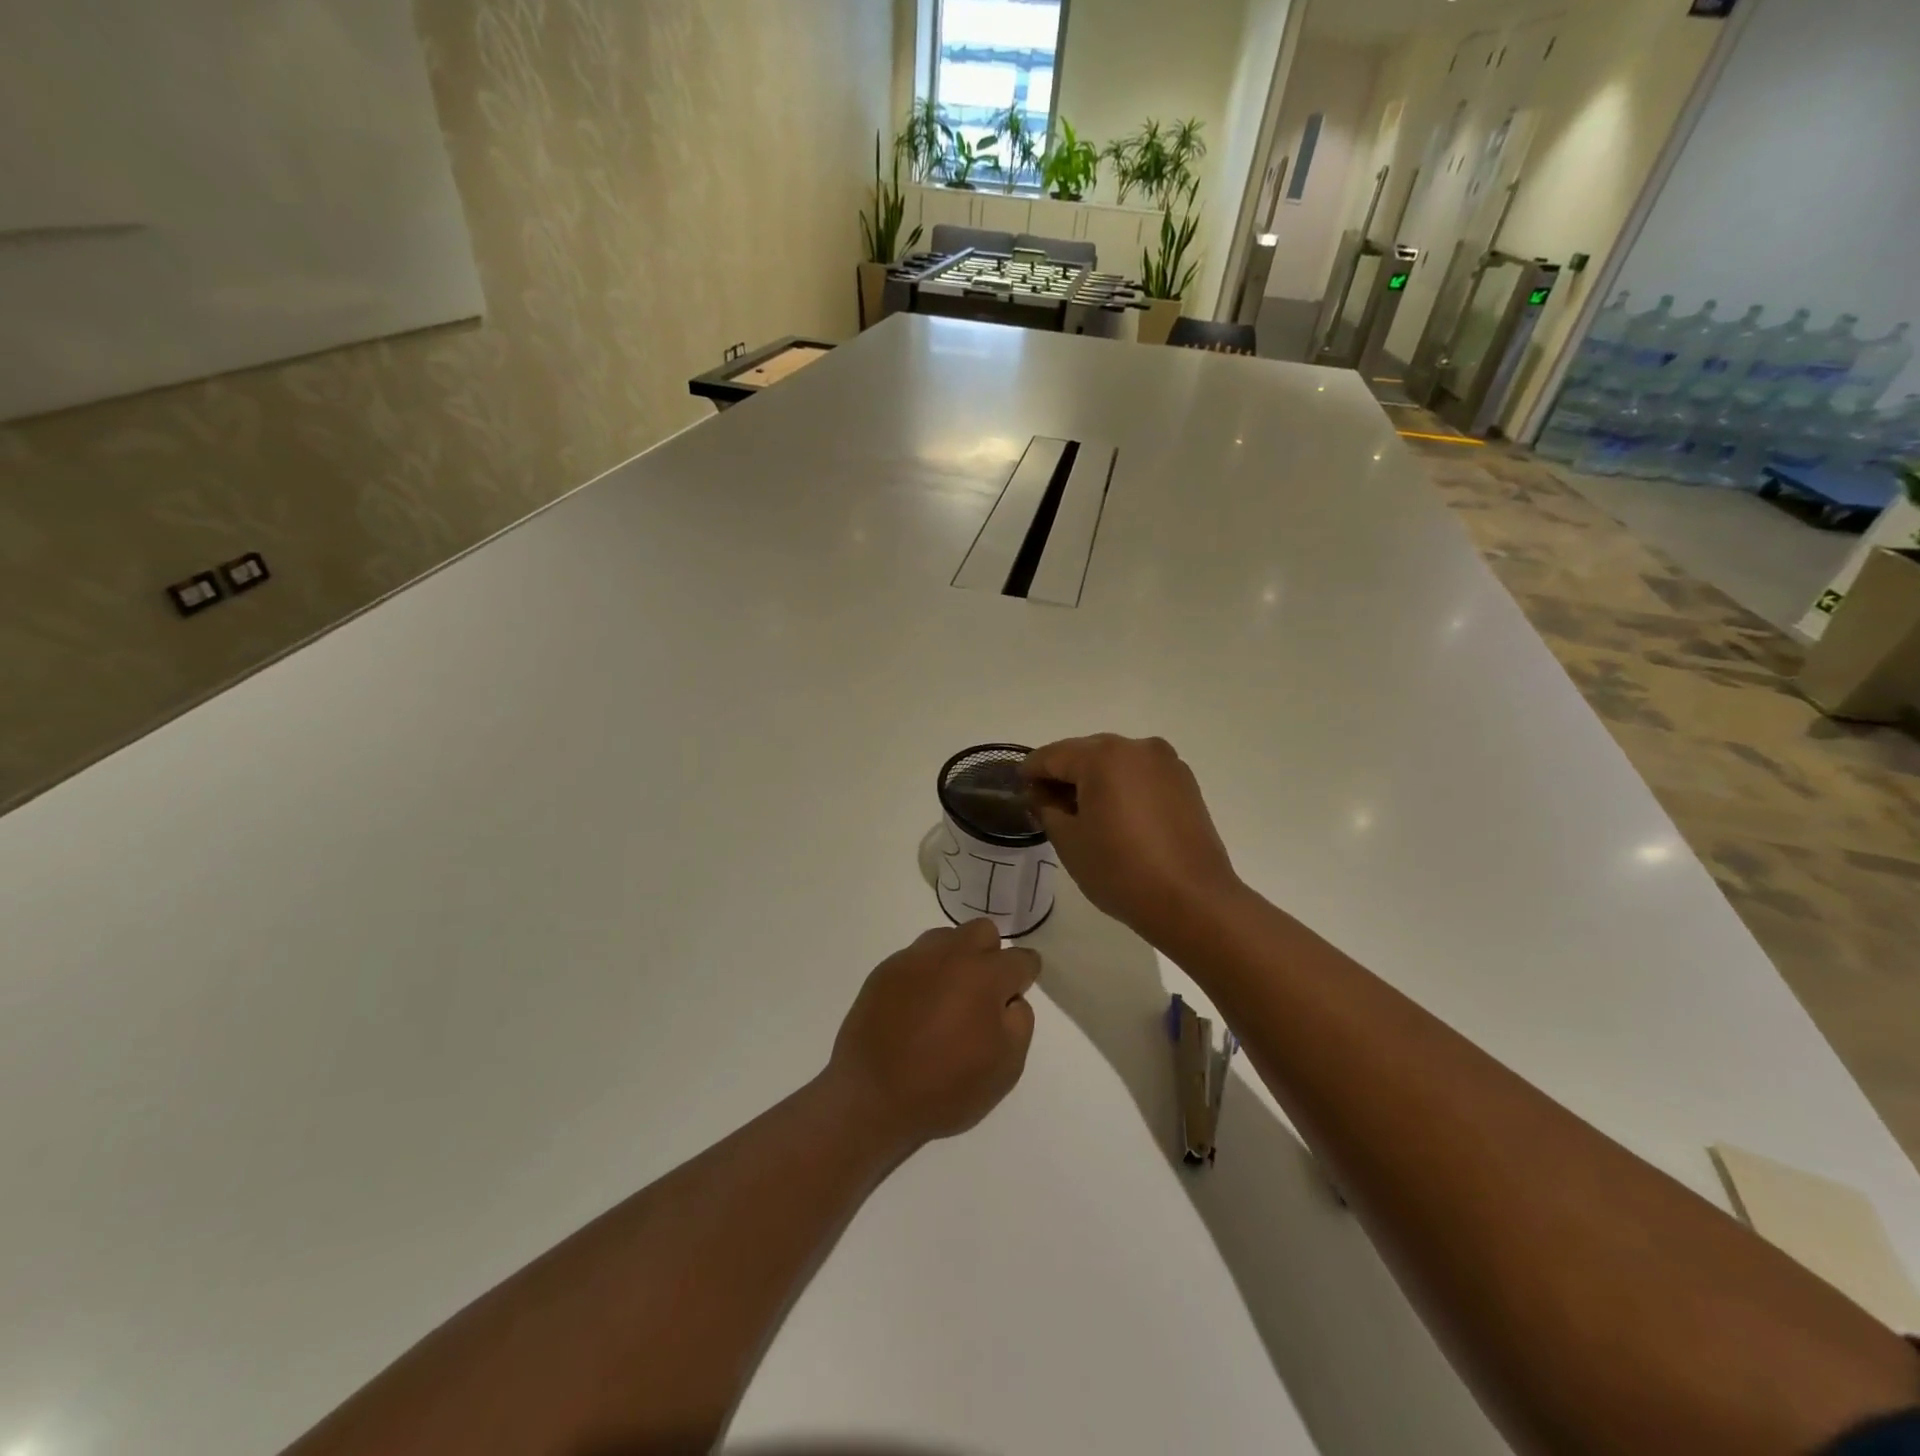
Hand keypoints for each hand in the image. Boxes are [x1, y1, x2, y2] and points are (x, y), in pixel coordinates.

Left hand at [826, 919, 1039, 1153]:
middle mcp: (951, 954)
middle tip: (982, 995)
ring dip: (956, 959)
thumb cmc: (945, 1087)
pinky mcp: (885, 969)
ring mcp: (914, 958)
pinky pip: (916, 957)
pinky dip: (925, 974)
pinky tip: (916, 1007)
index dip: (1024, 978)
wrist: (871, 1097)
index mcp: (985, 976)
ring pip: (947, 938)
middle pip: (984, 932)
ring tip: (946, 999)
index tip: (1015, 996)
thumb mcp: (1005, 1068)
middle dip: (990, 955)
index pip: (1021, 959)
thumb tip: (1010, 998)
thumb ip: (1020, 1022)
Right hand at [1022, 734, 1240, 945]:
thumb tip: (1041, 794)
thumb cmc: (1121, 870)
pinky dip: (1122, 787)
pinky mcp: (1185, 782)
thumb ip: (1046, 808)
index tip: (1019, 791)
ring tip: (1083, 814)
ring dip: (1094, 780)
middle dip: (1063, 775)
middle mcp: (1136, 747)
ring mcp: (1166, 762)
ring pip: (1115, 762)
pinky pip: (1140, 775)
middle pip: (1085, 753)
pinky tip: (1116, 817)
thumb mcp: (1069, 841)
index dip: (1030, 772)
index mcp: (1102, 756)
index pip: (1052, 755)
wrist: (1193, 901)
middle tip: (1047, 806)